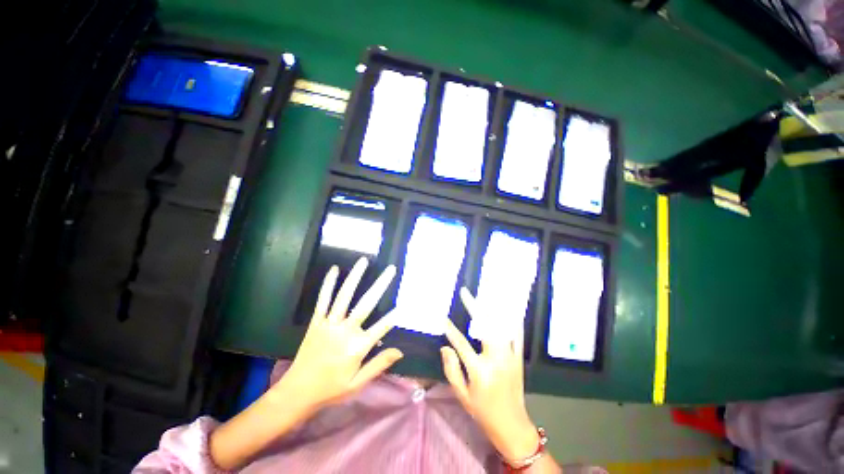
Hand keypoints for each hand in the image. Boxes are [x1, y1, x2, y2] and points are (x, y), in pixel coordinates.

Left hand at [210, 258, 401, 469]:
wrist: (297, 393)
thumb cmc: (331, 389)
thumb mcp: (358, 383)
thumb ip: (379, 365)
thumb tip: (400, 351)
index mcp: (357, 347)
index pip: (382, 327)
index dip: (395, 315)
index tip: (406, 301)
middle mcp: (345, 331)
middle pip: (367, 304)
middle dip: (381, 285)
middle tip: (391, 269)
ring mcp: (329, 324)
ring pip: (345, 296)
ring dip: (355, 277)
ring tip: (364, 261)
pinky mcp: (316, 322)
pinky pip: (323, 300)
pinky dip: (328, 284)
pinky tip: (335, 269)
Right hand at [441, 288, 539, 462]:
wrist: (511, 425)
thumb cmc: (482, 411)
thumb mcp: (461, 395)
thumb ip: (451, 369)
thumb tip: (445, 347)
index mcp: (479, 371)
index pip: (461, 344)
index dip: (450, 330)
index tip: (443, 318)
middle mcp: (495, 359)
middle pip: (483, 326)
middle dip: (474, 306)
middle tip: (465, 293)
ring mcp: (510, 357)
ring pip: (501, 326)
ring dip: (492, 309)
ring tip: (484, 294)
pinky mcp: (519, 358)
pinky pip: (517, 335)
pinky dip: (511, 320)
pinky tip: (506, 309)